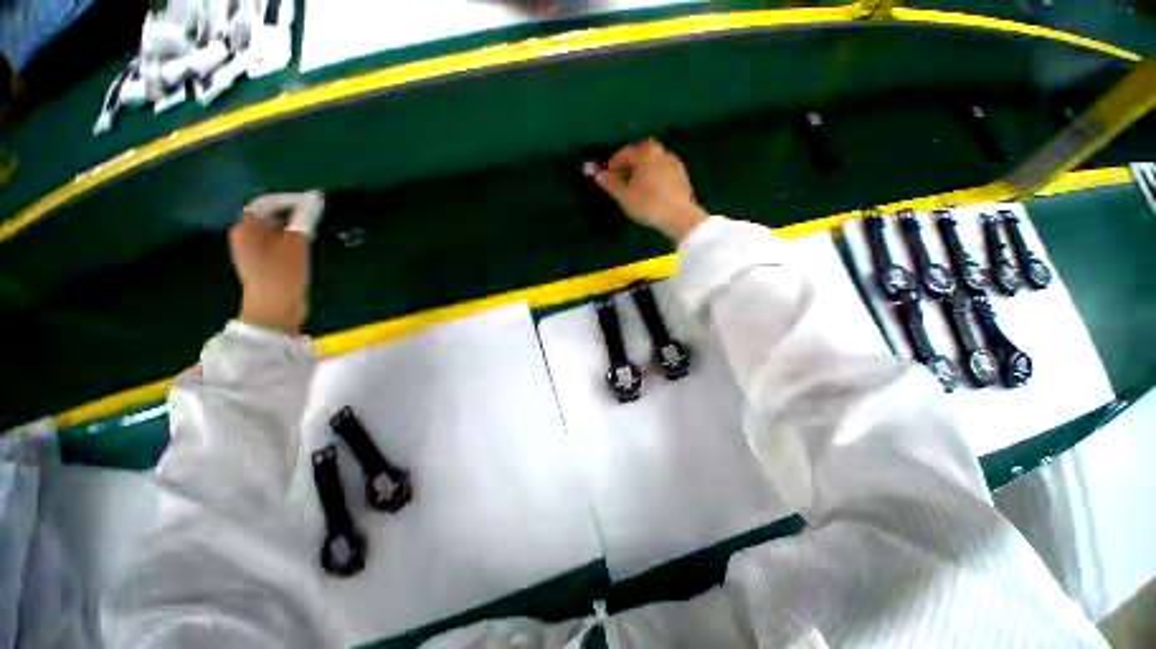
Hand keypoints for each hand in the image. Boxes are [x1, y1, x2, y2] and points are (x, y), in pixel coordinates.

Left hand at [229, 192, 322, 333]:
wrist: (275, 309)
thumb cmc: (283, 274)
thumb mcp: (297, 243)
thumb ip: (305, 218)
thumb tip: (315, 197)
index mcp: (245, 228)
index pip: (267, 203)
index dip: (290, 199)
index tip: (315, 202)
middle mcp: (244, 235)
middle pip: (270, 215)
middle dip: (293, 213)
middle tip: (317, 216)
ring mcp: (253, 250)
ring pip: (275, 229)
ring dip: (294, 226)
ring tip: (314, 228)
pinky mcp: (263, 262)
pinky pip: (277, 242)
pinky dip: (291, 239)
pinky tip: (306, 244)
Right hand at [587, 139, 707, 241]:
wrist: (680, 217)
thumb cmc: (648, 204)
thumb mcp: (624, 196)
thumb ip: (610, 183)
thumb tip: (596, 173)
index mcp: (645, 153)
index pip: (623, 154)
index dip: (612, 166)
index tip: (606, 178)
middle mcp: (660, 151)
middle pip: (638, 157)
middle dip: (627, 168)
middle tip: (620, 184)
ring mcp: (673, 162)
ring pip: (651, 164)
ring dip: (640, 173)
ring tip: (634, 190)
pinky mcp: (681, 175)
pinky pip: (661, 172)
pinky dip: (652, 178)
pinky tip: (650, 193)